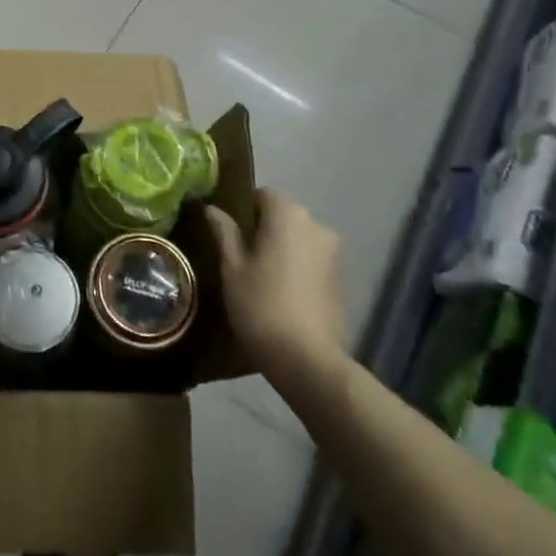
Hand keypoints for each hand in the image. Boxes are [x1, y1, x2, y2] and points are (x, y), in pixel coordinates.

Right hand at [205, 189, 347, 374]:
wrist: (308, 361)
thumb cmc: (261, 305)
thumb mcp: (232, 268)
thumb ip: (224, 232)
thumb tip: (212, 208)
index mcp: (288, 214)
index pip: (261, 195)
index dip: (242, 211)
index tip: (228, 235)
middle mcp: (316, 225)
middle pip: (283, 216)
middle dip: (263, 230)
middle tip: (240, 258)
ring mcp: (334, 253)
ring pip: (299, 240)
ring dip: (282, 250)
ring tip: (261, 279)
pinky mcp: (342, 280)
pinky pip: (312, 262)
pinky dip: (298, 269)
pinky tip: (283, 295)